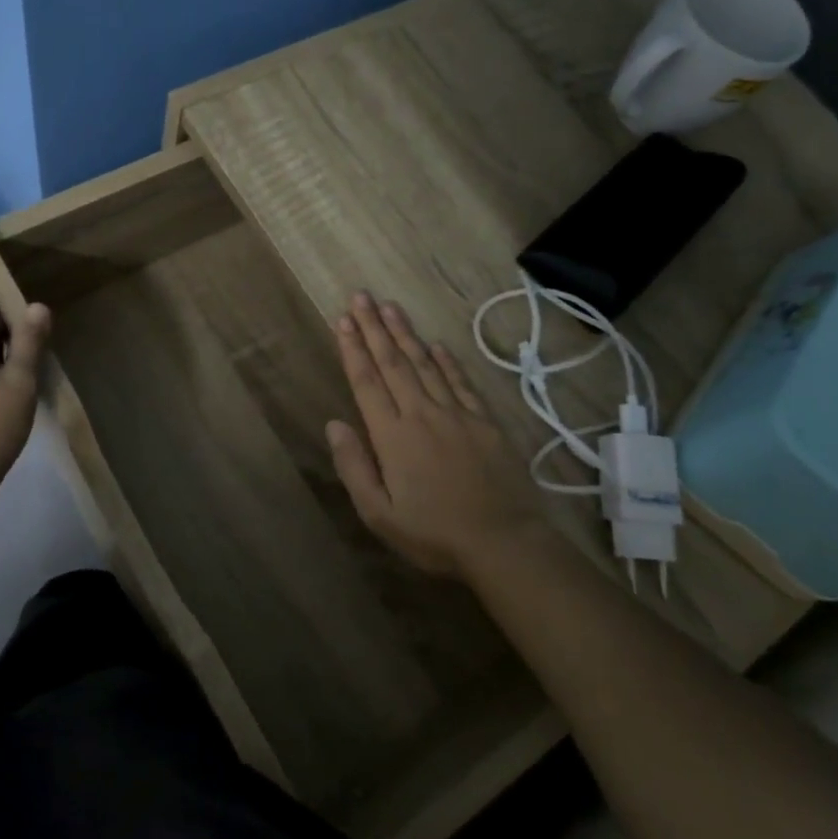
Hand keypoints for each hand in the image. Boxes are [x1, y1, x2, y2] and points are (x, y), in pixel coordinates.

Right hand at [327, 292, 544, 578]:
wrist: (503, 542)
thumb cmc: (434, 534)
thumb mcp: (379, 514)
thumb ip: (354, 466)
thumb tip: (334, 423)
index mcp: (393, 435)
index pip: (367, 382)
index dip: (353, 349)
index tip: (342, 320)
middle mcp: (422, 413)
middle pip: (393, 362)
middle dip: (374, 327)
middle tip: (361, 296)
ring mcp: (457, 414)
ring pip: (425, 364)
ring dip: (405, 333)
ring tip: (390, 306)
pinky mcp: (484, 421)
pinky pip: (461, 382)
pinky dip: (447, 361)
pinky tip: (437, 344)